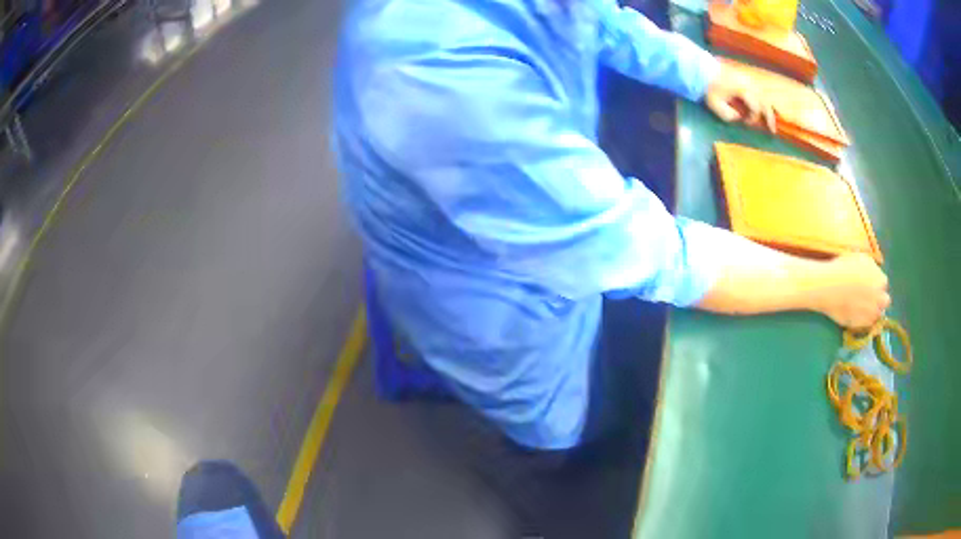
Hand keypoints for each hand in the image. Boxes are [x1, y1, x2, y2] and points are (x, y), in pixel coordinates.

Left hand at [704, 62, 775, 132]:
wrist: (705, 70)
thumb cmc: (710, 87)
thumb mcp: (716, 105)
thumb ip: (729, 115)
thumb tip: (740, 117)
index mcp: (743, 89)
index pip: (756, 107)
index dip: (753, 117)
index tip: (745, 122)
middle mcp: (749, 84)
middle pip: (764, 101)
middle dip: (769, 117)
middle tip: (772, 130)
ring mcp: (749, 80)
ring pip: (764, 96)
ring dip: (769, 110)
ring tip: (771, 123)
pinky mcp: (747, 78)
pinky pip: (760, 92)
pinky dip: (763, 102)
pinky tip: (765, 110)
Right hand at [809, 253, 889, 329]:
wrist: (827, 286)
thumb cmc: (842, 267)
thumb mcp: (860, 258)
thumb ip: (871, 267)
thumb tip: (873, 273)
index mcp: (881, 280)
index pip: (884, 284)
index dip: (877, 284)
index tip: (869, 283)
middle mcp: (879, 299)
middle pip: (885, 302)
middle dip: (879, 299)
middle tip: (868, 297)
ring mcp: (870, 314)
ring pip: (876, 315)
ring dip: (871, 311)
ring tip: (860, 306)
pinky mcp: (860, 325)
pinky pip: (865, 325)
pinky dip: (862, 320)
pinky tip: (853, 312)